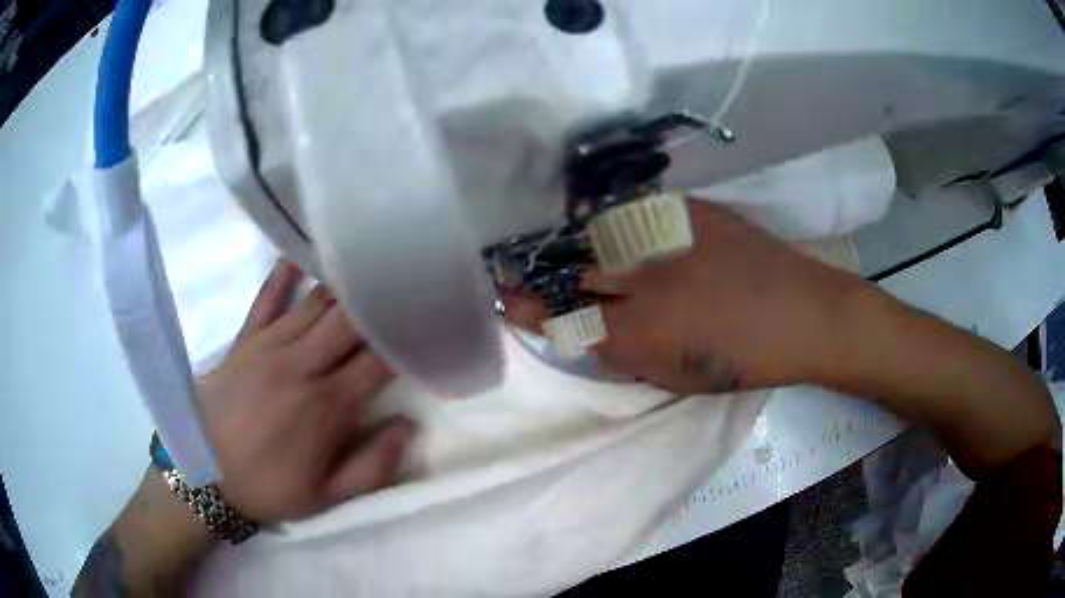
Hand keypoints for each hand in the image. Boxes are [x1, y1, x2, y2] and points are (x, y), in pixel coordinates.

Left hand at [198, 260, 413, 522]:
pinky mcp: (244, 339)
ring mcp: (269, 346)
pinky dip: (283, 273)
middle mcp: (302, 366)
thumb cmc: (267, 487)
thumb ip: (372, 467)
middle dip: (379, 303)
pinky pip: (266, 297)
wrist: (203, 474)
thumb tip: (408, 425)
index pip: (377, 361)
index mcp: (326, 407)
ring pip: (315, 303)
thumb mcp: (325, 497)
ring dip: (344, 286)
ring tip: (366, 268)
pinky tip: (299, 254)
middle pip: (350, 321)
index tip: (424, 325)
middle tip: (401, 287)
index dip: (405, 341)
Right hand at [506, 201, 862, 393]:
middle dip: (538, 269)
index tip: (507, 298)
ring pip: (596, 234)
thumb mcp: (674, 376)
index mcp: (641, 333)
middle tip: (517, 266)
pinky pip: (633, 212)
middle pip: (570, 267)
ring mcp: (666, 234)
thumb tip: (587, 328)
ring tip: (560, 247)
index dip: (528, 305)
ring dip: (573, 243)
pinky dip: (613, 222)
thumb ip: (622, 353)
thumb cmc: (743, 359)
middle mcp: (645, 278)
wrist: (802, 313)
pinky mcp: (687, 208)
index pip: (563, 315)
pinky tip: (610, 227)